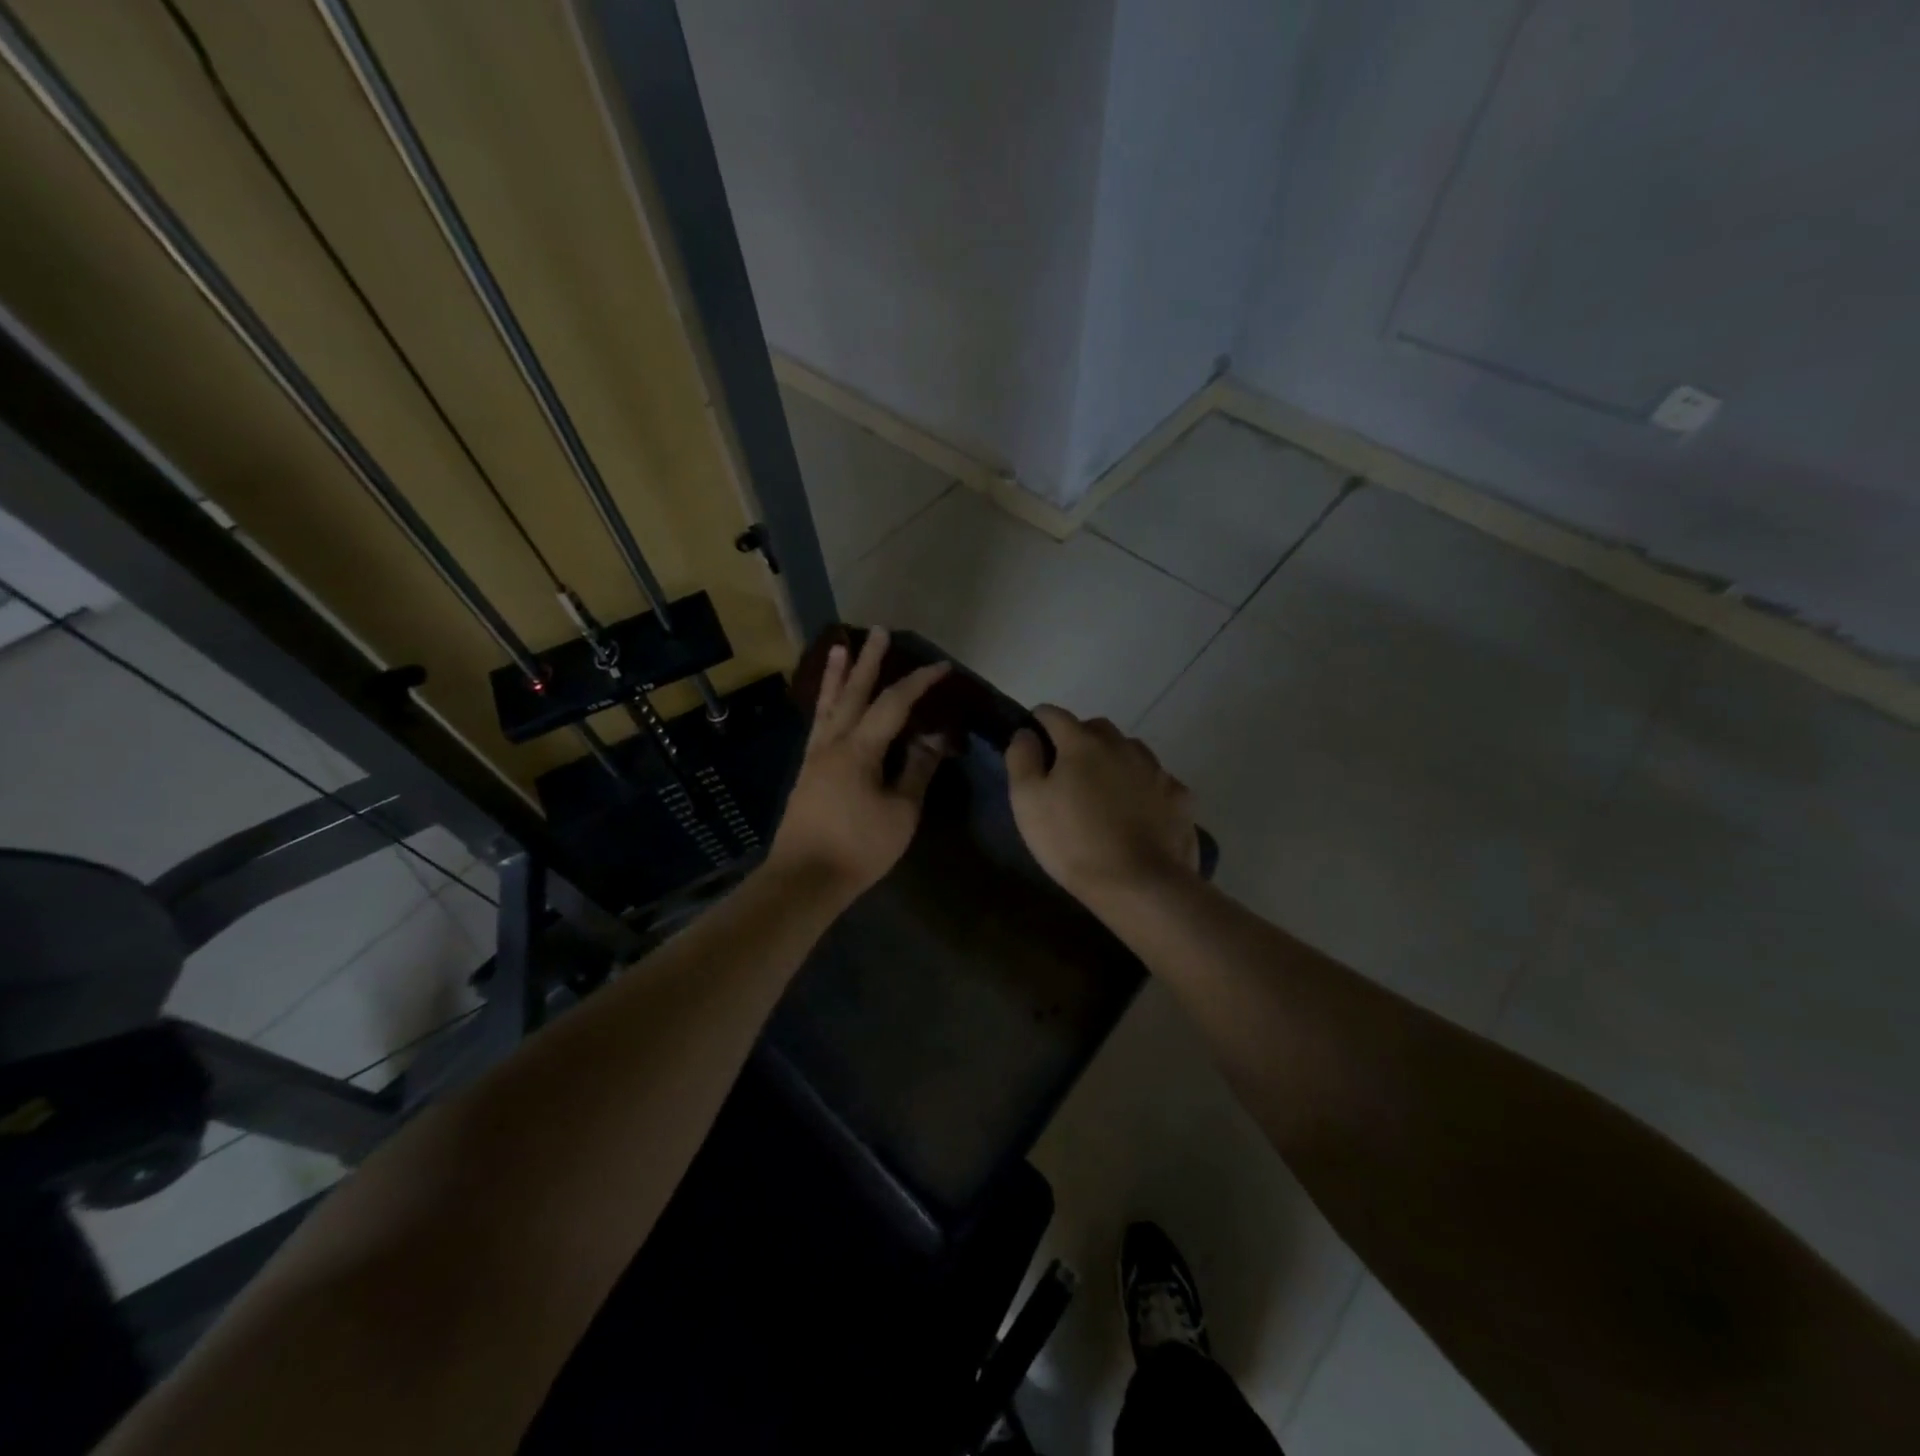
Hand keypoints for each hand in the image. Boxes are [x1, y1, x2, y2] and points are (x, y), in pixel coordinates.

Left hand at [767, 628, 949, 900]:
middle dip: (869, 661)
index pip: (894, 704)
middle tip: (878, 631)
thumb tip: (931, 739)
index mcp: (860, 748)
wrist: (804, 878)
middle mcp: (833, 742)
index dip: (919, 683)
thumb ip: (916, 771)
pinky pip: (818, 724)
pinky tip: (828, 703)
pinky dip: (825, 703)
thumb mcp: (901, 812)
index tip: (942, 667)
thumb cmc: (858, 847)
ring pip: (829, 704)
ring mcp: (815, 755)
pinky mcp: (807, 771)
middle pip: (854, 692)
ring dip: (837, 674)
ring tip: (838, 647)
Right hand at [1005, 705, 1198, 905]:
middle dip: (1079, 739)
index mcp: (1082, 743)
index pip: (1053, 715)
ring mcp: (1156, 770)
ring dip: (1115, 760)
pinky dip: (1145, 788)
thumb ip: (1022, 759)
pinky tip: (1140, 812)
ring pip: (1130, 751)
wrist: (1140, 884)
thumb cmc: (1073, 842)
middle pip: (1095, 728)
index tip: (1032, 741)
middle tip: (1067, 772)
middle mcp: (1122, 746)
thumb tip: (1026, 732)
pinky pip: (1157, 781)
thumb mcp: (1027, 802)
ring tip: (1105, 791)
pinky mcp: (1180, 796)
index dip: (1038, 722)